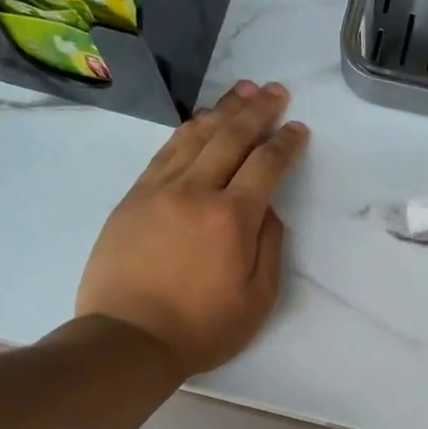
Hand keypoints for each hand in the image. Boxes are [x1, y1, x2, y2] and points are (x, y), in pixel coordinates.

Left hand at [76, 81, 307, 374]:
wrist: (129, 338)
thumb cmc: (202, 328)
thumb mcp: (258, 299)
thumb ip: (269, 246)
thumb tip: (266, 208)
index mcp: (232, 218)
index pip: (265, 166)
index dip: (285, 144)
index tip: (298, 128)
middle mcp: (196, 192)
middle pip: (231, 138)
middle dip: (257, 111)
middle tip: (275, 91)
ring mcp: (159, 190)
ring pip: (195, 137)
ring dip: (222, 111)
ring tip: (242, 92)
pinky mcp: (133, 198)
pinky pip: (164, 152)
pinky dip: (187, 132)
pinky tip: (199, 122)